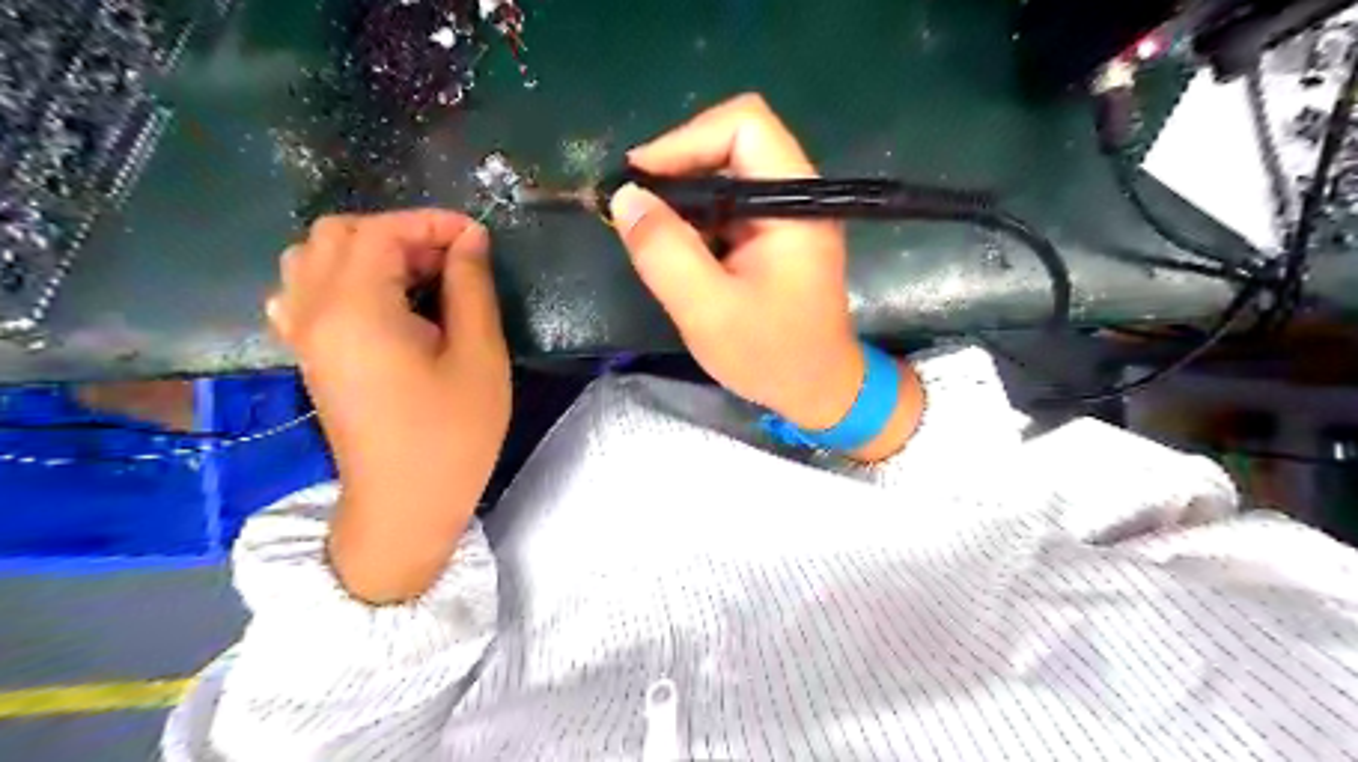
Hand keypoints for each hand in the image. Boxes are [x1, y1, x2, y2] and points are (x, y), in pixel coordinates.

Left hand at [266, 211, 508, 603]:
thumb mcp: (479, 356)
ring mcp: (302, 333)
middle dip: (400, 232)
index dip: (432, 222)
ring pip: (313, 256)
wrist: (406, 502)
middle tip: (451, 261)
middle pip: (338, 234)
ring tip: (418, 277)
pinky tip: (377, 301)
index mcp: (355, 309)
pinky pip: (303, 289)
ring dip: (368, 250)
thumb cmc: (453, 433)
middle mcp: (313, 310)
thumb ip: (471, 287)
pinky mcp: (307, 354)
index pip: (381, 232)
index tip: (478, 238)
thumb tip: (469, 239)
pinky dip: (339, 276)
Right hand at [612, 97, 922, 462]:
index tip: (640, 180)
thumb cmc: (771, 356)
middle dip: (679, 166)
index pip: (745, 126)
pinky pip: (729, 204)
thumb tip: (625, 197)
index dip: (686, 140)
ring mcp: (788, 214)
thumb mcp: (708, 311)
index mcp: (796, 204)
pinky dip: (696, 217)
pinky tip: (676, 248)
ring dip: (684, 194)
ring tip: (649, 230)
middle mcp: (797, 196)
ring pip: (727, 173)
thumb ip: (665, 252)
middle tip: (636, 206)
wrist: (818, 391)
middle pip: (733, 142)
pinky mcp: (775, 235)